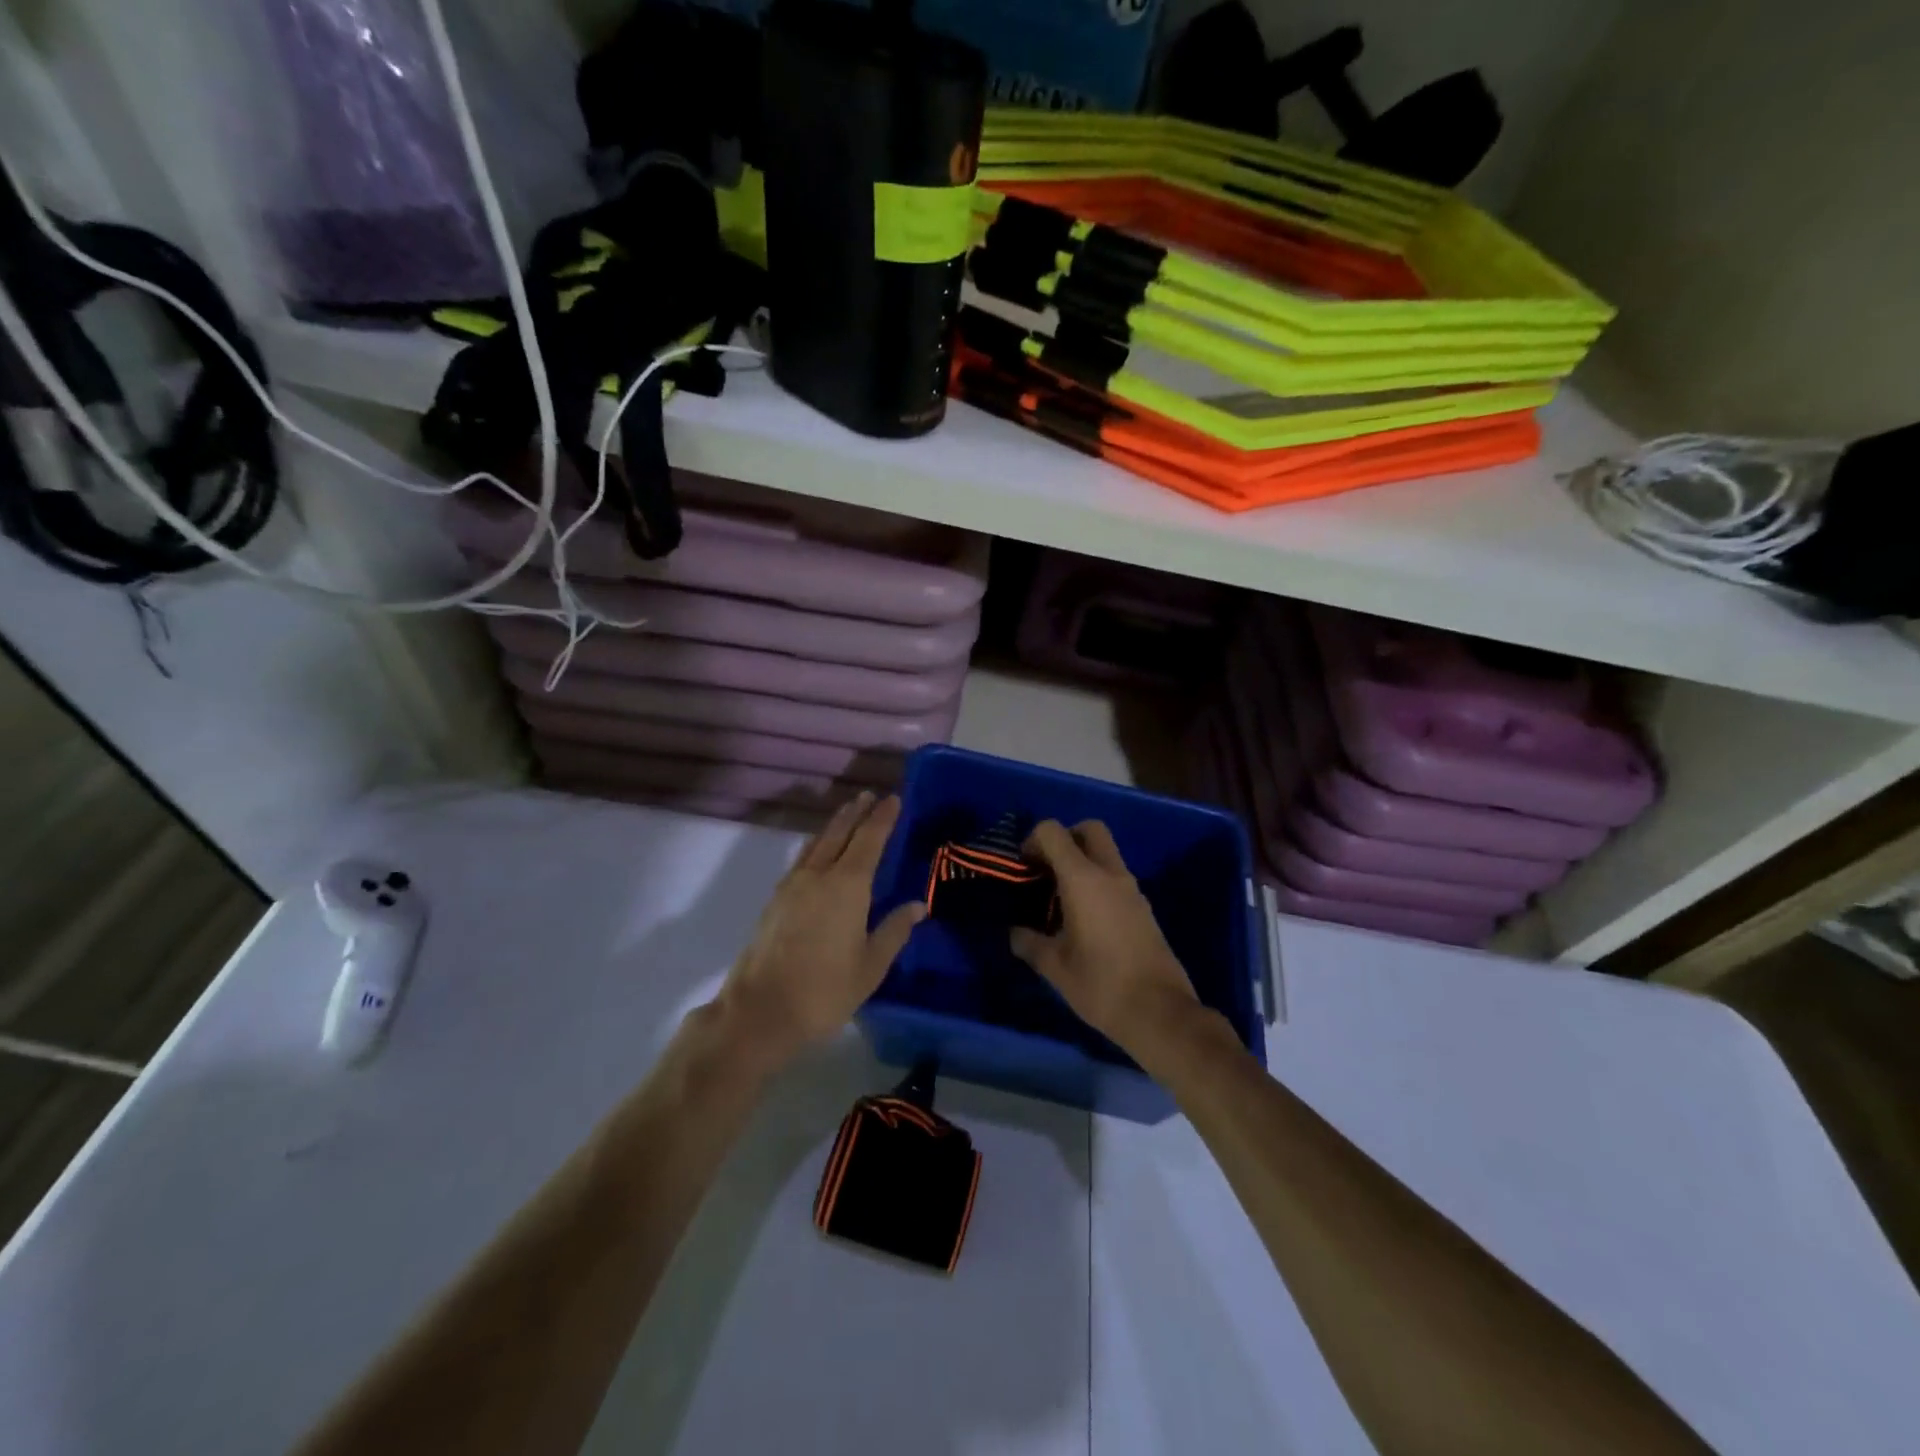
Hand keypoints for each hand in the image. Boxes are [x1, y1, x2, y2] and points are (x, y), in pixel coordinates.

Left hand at [717, 792, 924, 1066]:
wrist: (759, 1011)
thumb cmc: (824, 990)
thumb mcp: (870, 966)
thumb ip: (894, 931)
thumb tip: (917, 906)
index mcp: (846, 886)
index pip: (869, 840)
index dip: (882, 818)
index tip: (893, 799)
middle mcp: (818, 875)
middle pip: (839, 833)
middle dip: (855, 813)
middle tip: (868, 795)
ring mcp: (792, 886)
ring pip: (817, 843)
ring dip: (834, 825)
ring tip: (847, 813)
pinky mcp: (776, 901)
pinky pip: (802, 859)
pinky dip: (817, 845)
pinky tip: (819, 853)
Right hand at [1011, 820, 1201, 1062]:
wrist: (1159, 1012)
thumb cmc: (1100, 984)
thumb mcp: (1054, 966)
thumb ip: (1029, 942)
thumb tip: (1016, 932)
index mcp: (1083, 879)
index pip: (1054, 832)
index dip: (1033, 841)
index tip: (1023, 869)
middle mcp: (1111, 874)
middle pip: (1089, 829)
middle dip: (1065, 839)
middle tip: (1046, 871)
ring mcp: (1132, 889)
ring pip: (1106, 853)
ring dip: (1082, 862)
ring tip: (1059, 900)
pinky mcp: (1144, 908)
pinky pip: (1116, 878)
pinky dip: (1097, 882)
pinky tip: (1084, 919)